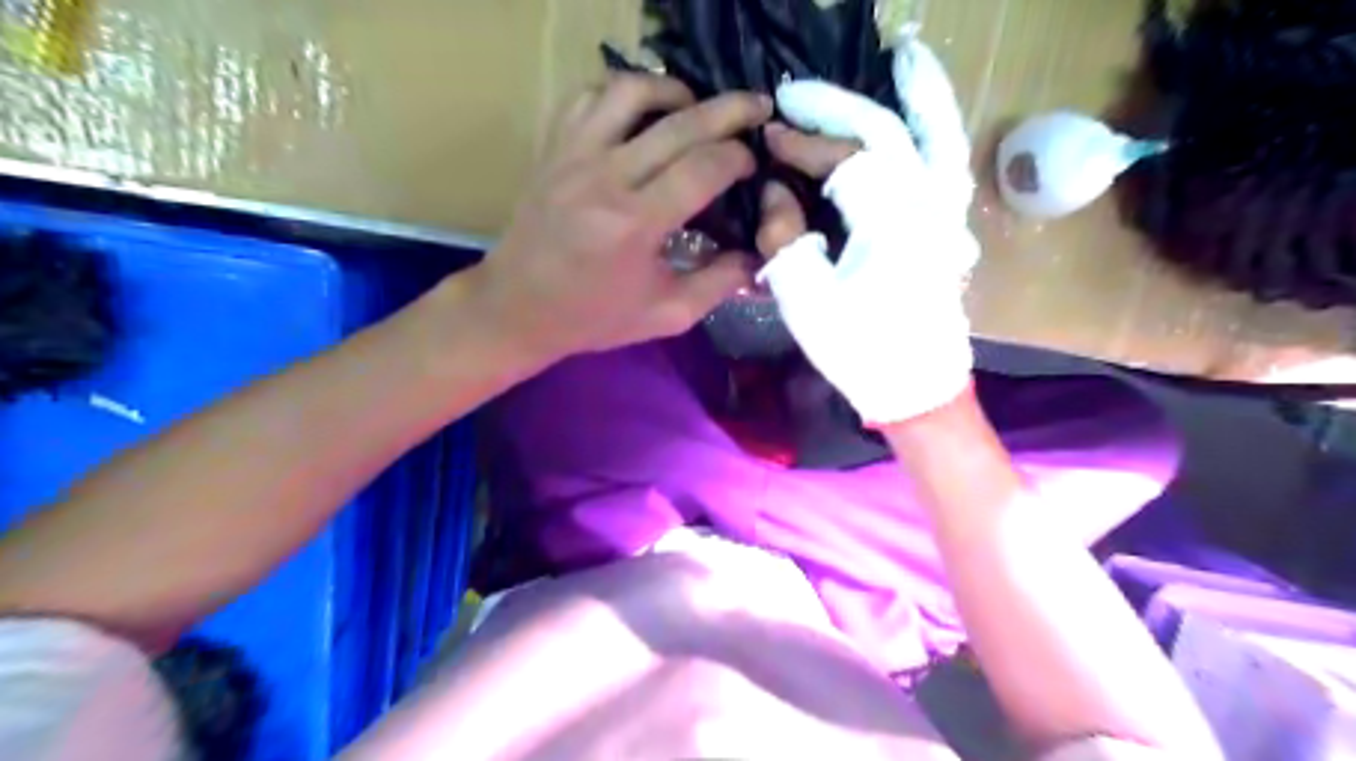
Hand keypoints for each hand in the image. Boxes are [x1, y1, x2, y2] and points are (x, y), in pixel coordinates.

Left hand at [468, 71, 771, 366]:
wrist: (518, 307)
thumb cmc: (594, 317)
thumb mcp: (667, 315)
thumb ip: (719, 284)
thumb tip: (758, 255)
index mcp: (636, 224)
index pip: (703, 167)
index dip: (738, 158)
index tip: (750, 165)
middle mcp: (606, 177)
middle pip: (680, 123)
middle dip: (730, 111)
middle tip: (757, 110)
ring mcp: (574, 155)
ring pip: (632, 92)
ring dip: (674, 92)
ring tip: (696, 108)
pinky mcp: (553, 148)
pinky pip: (589, 96)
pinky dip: (623, 94)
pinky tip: (641, 115)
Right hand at [759, 39, 980, 428]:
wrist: (917, 389)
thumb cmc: (860, 352)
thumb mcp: (806, 302)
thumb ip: (784, 239)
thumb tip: (773, 192)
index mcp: (890, 224)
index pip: (842, 161)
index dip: (800, 145)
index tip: (765, 139)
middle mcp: (927, 207)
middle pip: (887, 134)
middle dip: (837, 108)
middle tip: (794, 96)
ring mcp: (946, 215)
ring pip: (939, 135)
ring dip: (920, 92)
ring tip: (903, 55)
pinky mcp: (949, 228)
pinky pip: (948, 163)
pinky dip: (941, 128)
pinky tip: (926, 113)